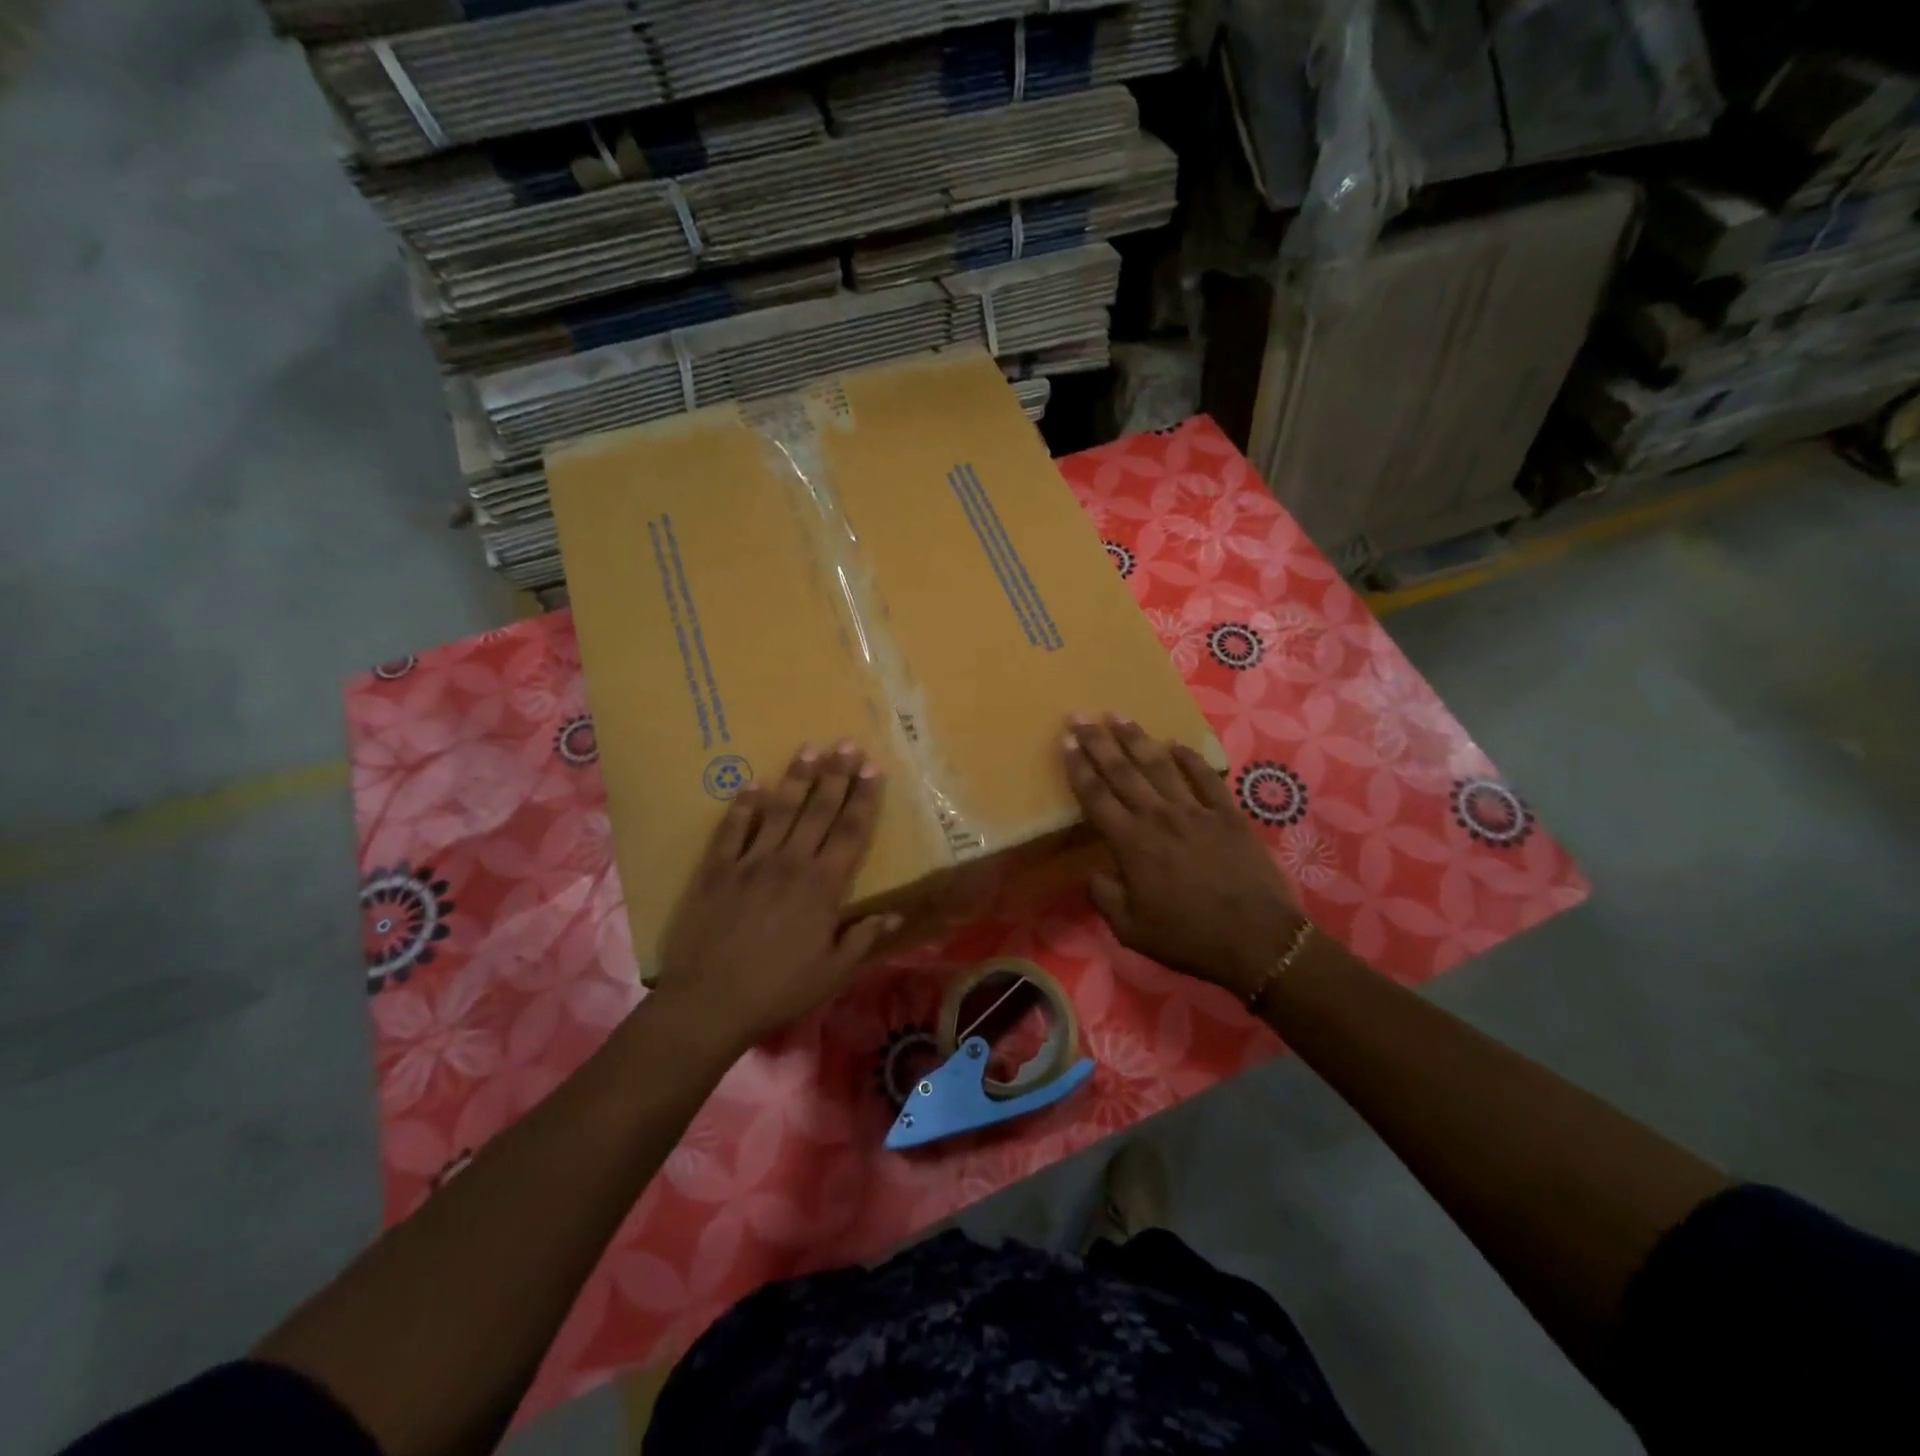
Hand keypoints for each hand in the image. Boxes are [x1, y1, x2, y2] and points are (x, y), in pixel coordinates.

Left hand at [657, 742, 898, 1049]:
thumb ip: (863, 938)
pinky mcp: (716, 870)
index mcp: (822, 886)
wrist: (710, 1003)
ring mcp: (750, 862)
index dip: (864, 798)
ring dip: (796, 778)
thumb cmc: (778, 990)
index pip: (851, 832)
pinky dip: (743, 806)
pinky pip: (732, 830)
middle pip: (818, 810)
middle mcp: (790, 863)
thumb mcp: (832, 973)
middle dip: (836, 775)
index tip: (873, 769)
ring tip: (809, 748)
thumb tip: (896, 915)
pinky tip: (752, 785)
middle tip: (847, 745)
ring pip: (779, 810)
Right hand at [1063, 715, 1304, 1000]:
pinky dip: (1191, 759)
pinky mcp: (1228, 815)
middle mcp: (1159, 817)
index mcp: (1131, 844)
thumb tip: (1094, 872)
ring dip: (1137, 739)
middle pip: (1123, 771)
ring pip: (1160, 766)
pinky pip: (1206, 778)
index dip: (1078, 767)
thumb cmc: (1188, 938)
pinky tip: (1177, 744)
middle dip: (1099, 741)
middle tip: (1082, 715)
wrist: (1257, 940)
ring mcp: (1196, 812)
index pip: (1096, 797)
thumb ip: (1104, 897)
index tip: (1065, 741)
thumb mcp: (1130, 930)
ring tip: (1120, 715)